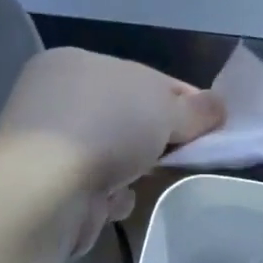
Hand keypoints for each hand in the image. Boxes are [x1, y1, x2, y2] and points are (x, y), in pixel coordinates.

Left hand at [0, 48, 225, 250]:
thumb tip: (218, 107)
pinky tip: (113, 200)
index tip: (211, 122)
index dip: (182, 98)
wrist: (45, 190)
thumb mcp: (165, 106)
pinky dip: (112, 194)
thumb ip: (196, 108)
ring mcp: (48, 144)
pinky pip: (97, 186)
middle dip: (159, 137)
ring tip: (147, 178)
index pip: (142, 76)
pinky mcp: (48, 187)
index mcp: (76, 62)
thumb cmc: (106, 128)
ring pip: (114, 154)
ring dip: (135, 168)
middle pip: (128, 117)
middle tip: (188, 152)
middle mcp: (55, 98)